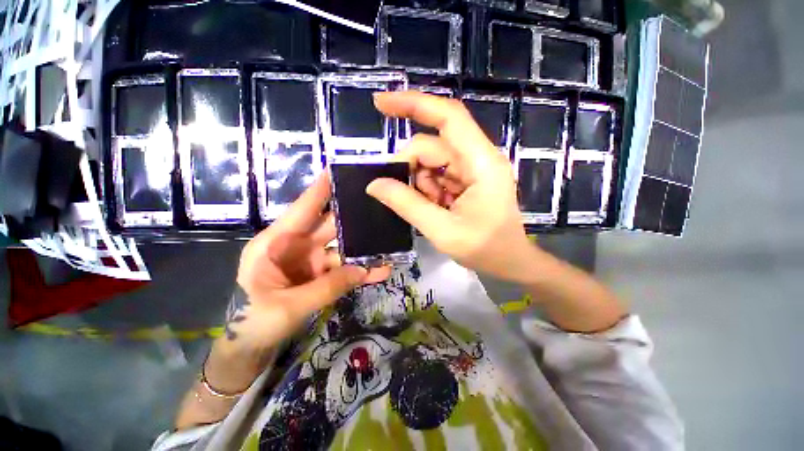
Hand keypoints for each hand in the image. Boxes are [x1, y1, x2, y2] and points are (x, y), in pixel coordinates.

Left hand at [231, 174, 391, 352]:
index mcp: (275, 243)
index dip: (320, 190)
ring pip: (342, 248)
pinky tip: (380, 271)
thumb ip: (327, 287)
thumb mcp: (288, 306)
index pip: (302, 209)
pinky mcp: (320, 275)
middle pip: (329, 226)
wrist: (249, 349)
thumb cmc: (253, 323)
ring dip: (363, 248)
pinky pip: (344, 269)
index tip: (338, 170)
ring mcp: (311, 261)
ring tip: (388, 242)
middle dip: (352, 216)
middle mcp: (295, 246)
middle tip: (377, 204)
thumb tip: (364, 269)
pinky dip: (361, 270)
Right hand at [367, 91, 543, 284]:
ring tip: (429, 209)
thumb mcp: (442, 230)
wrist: (509, 261)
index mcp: (481, 163)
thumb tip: (374, 185)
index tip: (381, 103)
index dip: (414, 104)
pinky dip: (427, 189)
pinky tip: (434, 208)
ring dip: (419, 183)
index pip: (448, 117)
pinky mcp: (465, 179)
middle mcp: (477, 158)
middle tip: (400, 195)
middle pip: (432, 146)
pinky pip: (436, 174)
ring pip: (430, 161)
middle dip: (410, 168)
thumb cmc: (485, 248)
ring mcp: (471, 168)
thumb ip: (407, 204)